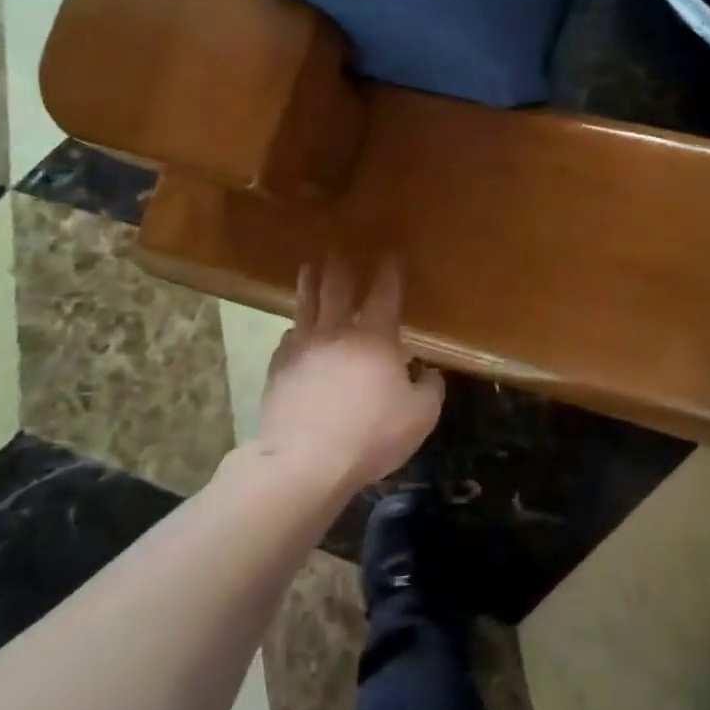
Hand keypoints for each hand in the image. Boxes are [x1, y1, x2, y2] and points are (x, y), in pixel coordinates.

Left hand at [254, 256, 444, 491]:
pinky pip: (287, 340)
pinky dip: (294, 330)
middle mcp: (336, 332)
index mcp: (375, 336)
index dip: (390, 272)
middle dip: (341, 265)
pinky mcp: (278, 368)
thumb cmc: (370, 434)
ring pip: (306, 305)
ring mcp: (302, 347)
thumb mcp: (420, 416)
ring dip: (309, 283)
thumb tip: (430, 373)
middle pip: (337, 288)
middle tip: (339, 249)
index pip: (385, 293)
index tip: (391, 255)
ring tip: (308, 268)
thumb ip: (430, 389)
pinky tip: (293, 332)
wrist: (305, 460)